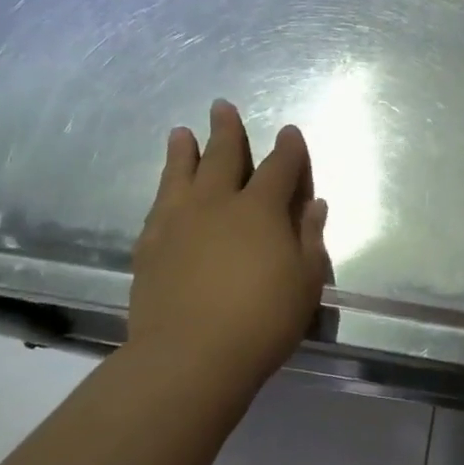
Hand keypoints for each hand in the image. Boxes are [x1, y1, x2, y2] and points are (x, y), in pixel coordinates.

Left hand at [128, 100, 329, 384]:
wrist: (188, 358)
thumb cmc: (262, 319)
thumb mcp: (305, 280)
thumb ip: (309, 237)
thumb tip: (313, 204)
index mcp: (261, 209)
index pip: (279, 167)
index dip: (289, 148)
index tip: (290, 132)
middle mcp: (218, 204)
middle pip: (223, 156)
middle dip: (227, 130)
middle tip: (222, 106)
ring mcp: (178, 223)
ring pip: (181, 174)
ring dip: (184, 150)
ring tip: (181, 132)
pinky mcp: (149, 248)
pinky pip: (158, 207)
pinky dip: (164, 190)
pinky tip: (166, 190)